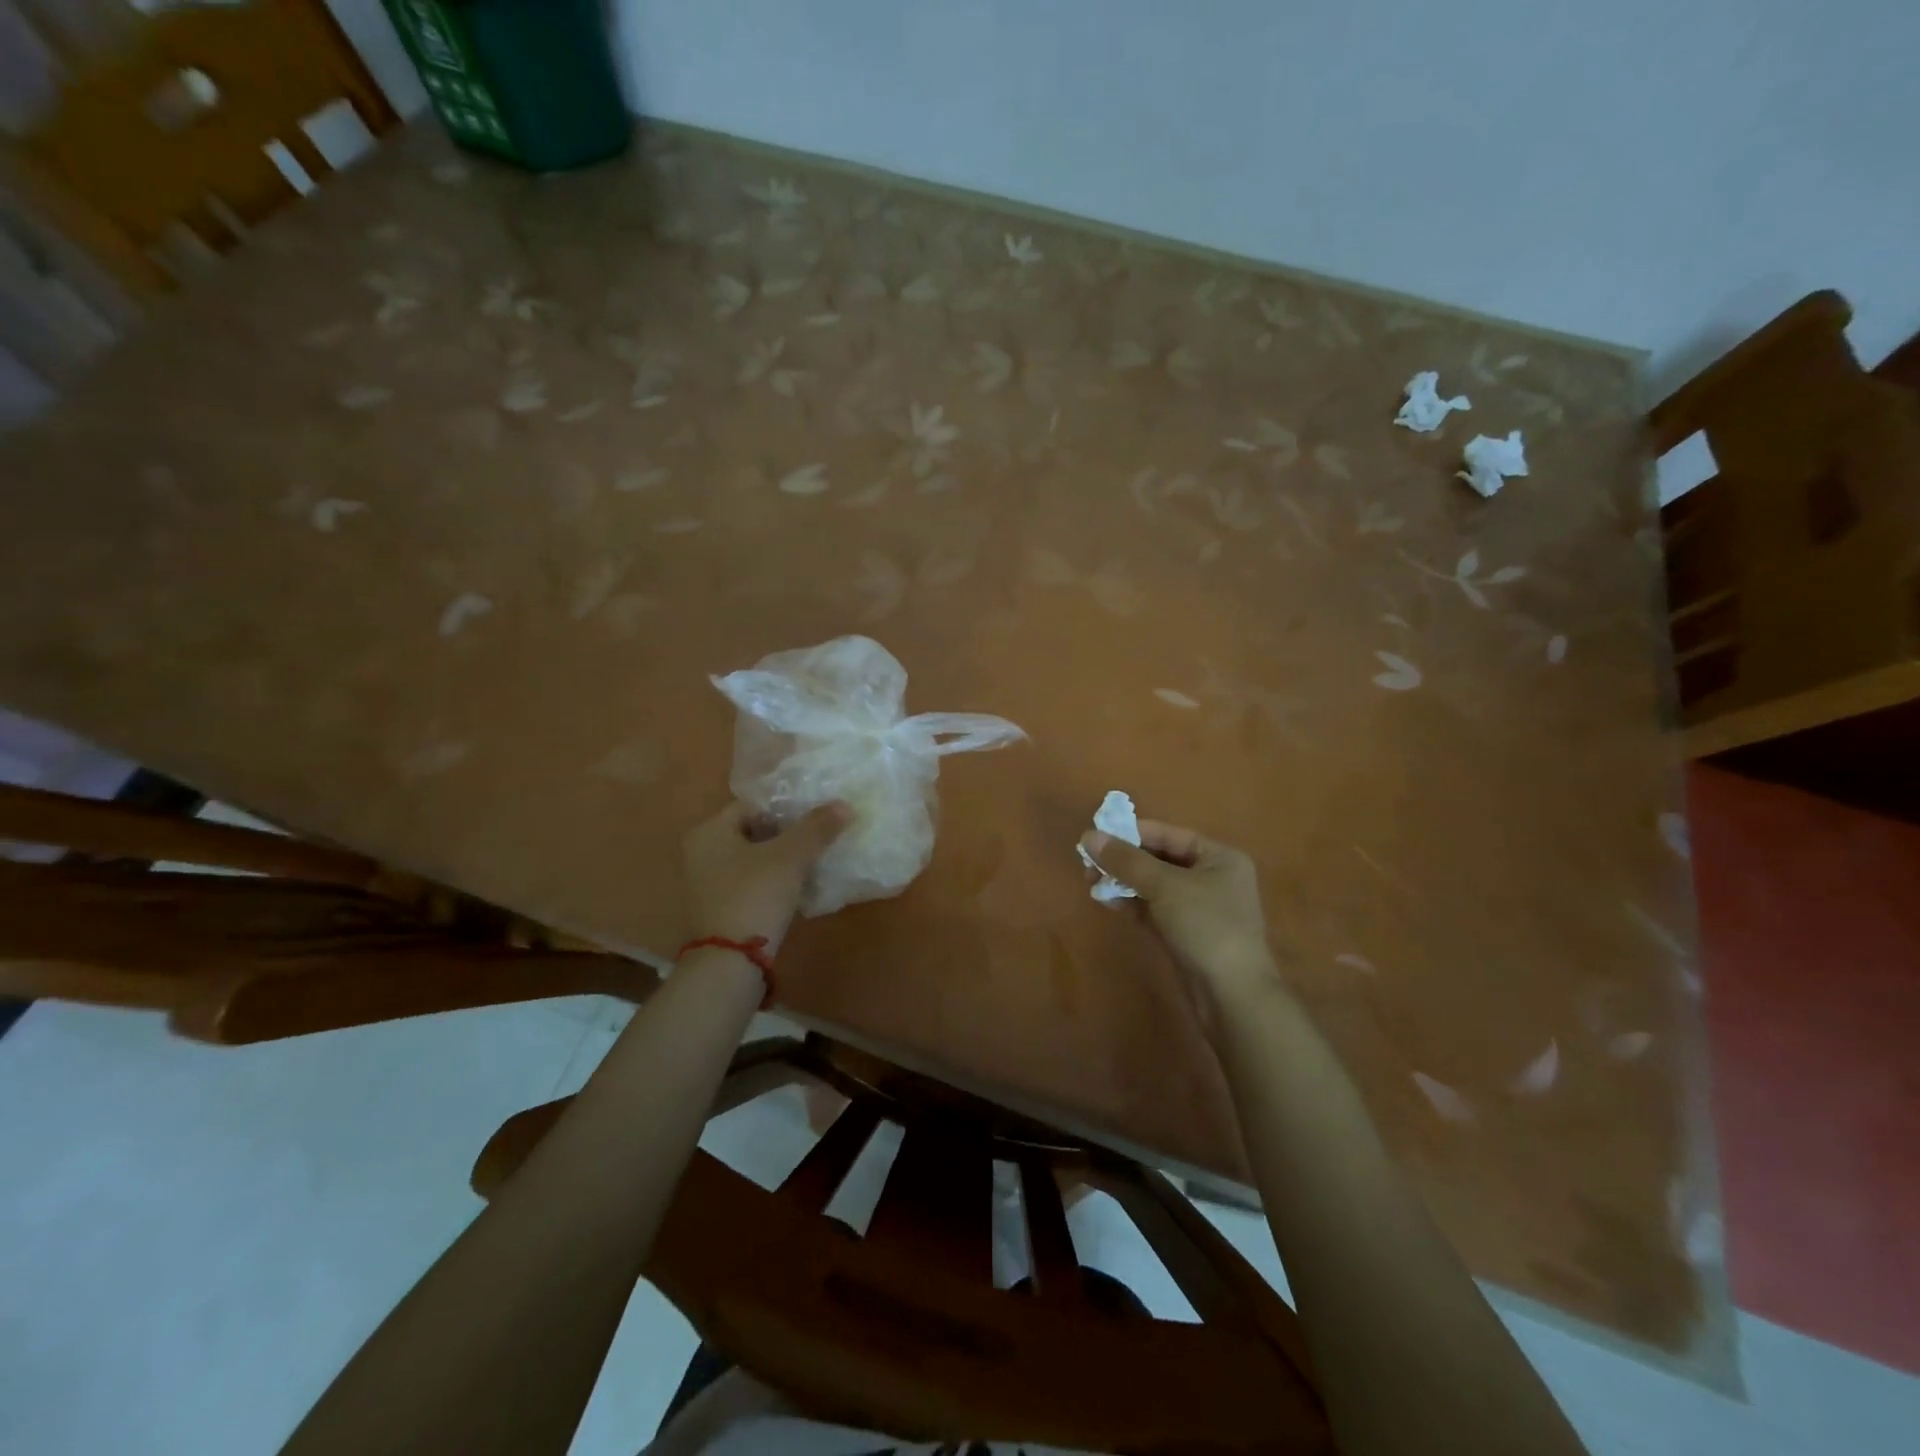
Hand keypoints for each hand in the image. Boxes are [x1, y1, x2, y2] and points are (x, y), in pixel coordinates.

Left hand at [682, 800, 850, 955]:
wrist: (730, 962)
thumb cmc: (754, 895)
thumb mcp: (790, 857)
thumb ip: (816, 828)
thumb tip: (844, 805)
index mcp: (709, 832)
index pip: (752, 806)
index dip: (786, 808)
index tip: (815, 816)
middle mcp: (700, 853)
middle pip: (753, 832)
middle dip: (787, 835)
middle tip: (819, 837)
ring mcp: (707, 884)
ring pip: (753, 860)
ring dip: (782, 860)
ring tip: (815, 860)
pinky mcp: (718, 909)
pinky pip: (750, 884)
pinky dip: (772, 882)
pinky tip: (799, 888)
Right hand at [1079, 818, 1284, 1028]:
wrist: (1232, 995)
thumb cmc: (1205, 926)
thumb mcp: (1164, 886)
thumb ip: (1126, 860)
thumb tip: (1088, 836)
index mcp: (1219, 857)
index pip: (1168, 835)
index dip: (1131, 833)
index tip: (1094, 837)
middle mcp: (1212, 877)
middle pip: (1159, 859)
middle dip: (1124, 860)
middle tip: (1088, 863)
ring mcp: (1199, 908)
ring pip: (1154, 885)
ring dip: (1124, 881)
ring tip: (1091, 882)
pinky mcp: (1186, 933)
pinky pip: (1154, 909)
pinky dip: (1132, 903)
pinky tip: (1108, 901)